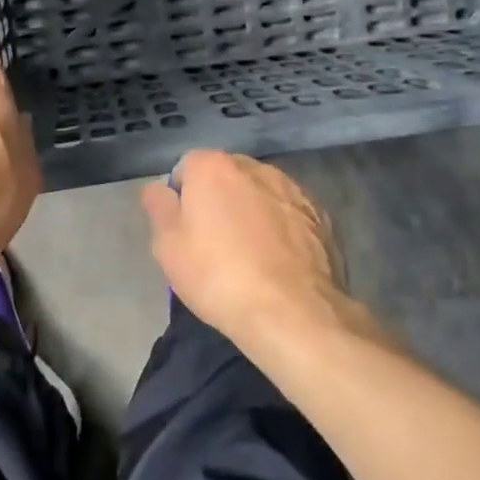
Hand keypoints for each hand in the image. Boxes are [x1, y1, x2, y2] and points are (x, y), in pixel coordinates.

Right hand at [140, 151, 361, 347]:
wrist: (291, 312)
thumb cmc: (217, 275)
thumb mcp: (168, 246)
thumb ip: (159, 207)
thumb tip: (158, 189)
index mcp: (214, 167)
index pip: (186, 167)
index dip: (180, 197)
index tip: (182, 230)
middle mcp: (255, 167)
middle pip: (226, 177)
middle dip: (218, 200)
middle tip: (212, 244)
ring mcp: (293, 190)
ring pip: (260, 194)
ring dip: (251, 212)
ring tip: (249, 256)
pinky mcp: (321, 216)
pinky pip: (288, 215)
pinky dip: (280, 229)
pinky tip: (277, 263)